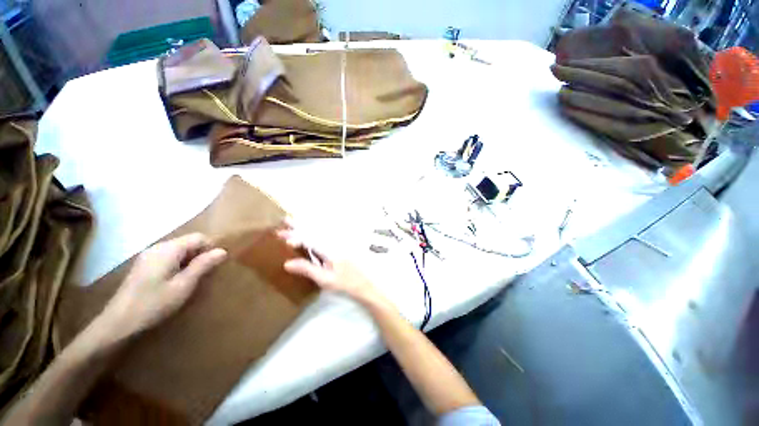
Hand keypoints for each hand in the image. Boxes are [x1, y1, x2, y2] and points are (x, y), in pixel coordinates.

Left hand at [96, 233, 226, 340]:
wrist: (118, 323)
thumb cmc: (154, 303)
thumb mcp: (183, 285)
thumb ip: (203, 265)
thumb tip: (223, 251)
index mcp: (168, 249)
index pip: (199, 237)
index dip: (211, 248)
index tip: (216, 265)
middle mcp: (158, 247)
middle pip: (188, 242)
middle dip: (201, 255)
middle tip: (205, 274)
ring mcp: (148, 255)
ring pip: (179, 250)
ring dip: (190, 260)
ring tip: (192, 279)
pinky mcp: (144, 265)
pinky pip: (168, 257)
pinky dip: (178, 264)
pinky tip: (176, 281)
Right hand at [276, 223, 384, 306]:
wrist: (362, 283)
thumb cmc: (344, 283)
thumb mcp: (324, 279)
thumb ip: (307, 269)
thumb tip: (287, 263)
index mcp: (329, 249)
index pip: (310, 239)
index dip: (296, 236)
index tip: (282, 236)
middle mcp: (333, 243)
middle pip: (314, 231)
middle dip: (299, 226)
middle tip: (285, 220)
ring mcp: (336, 244)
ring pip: (319, 231)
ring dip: (306, 226)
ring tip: (293, 221)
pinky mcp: (337, 247)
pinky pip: (323, 236)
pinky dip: (314, 232)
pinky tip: (308, 231)